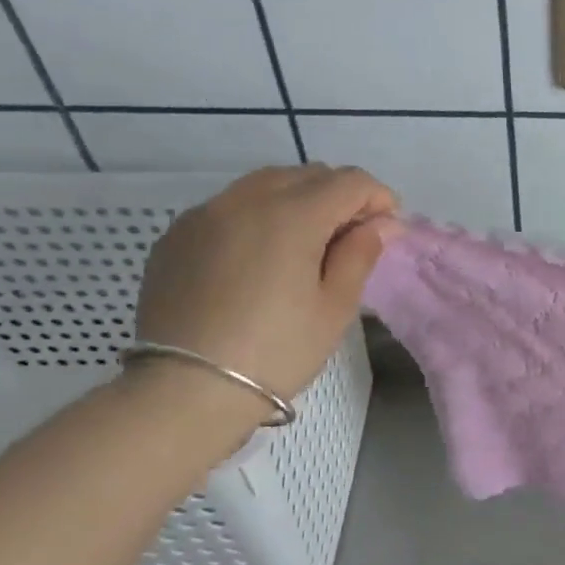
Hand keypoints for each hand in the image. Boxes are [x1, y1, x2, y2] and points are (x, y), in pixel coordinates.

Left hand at [133, 165, 400, 414]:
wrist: (185, 390)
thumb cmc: (276, 351)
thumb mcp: (334, 308)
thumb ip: (359, 255)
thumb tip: (380, 224)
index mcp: (292, 215)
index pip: (350, 181)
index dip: (378, 198)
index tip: (388, 229)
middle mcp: (246, 199)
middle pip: (307, 174)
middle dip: (339, 195)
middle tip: (352, 237)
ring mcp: (204, 214)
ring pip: (265, 184)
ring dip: (298, 200)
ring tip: (307, 243)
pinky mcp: (176, 235)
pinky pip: (229, 206)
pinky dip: (258, 216)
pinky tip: (260, 257)